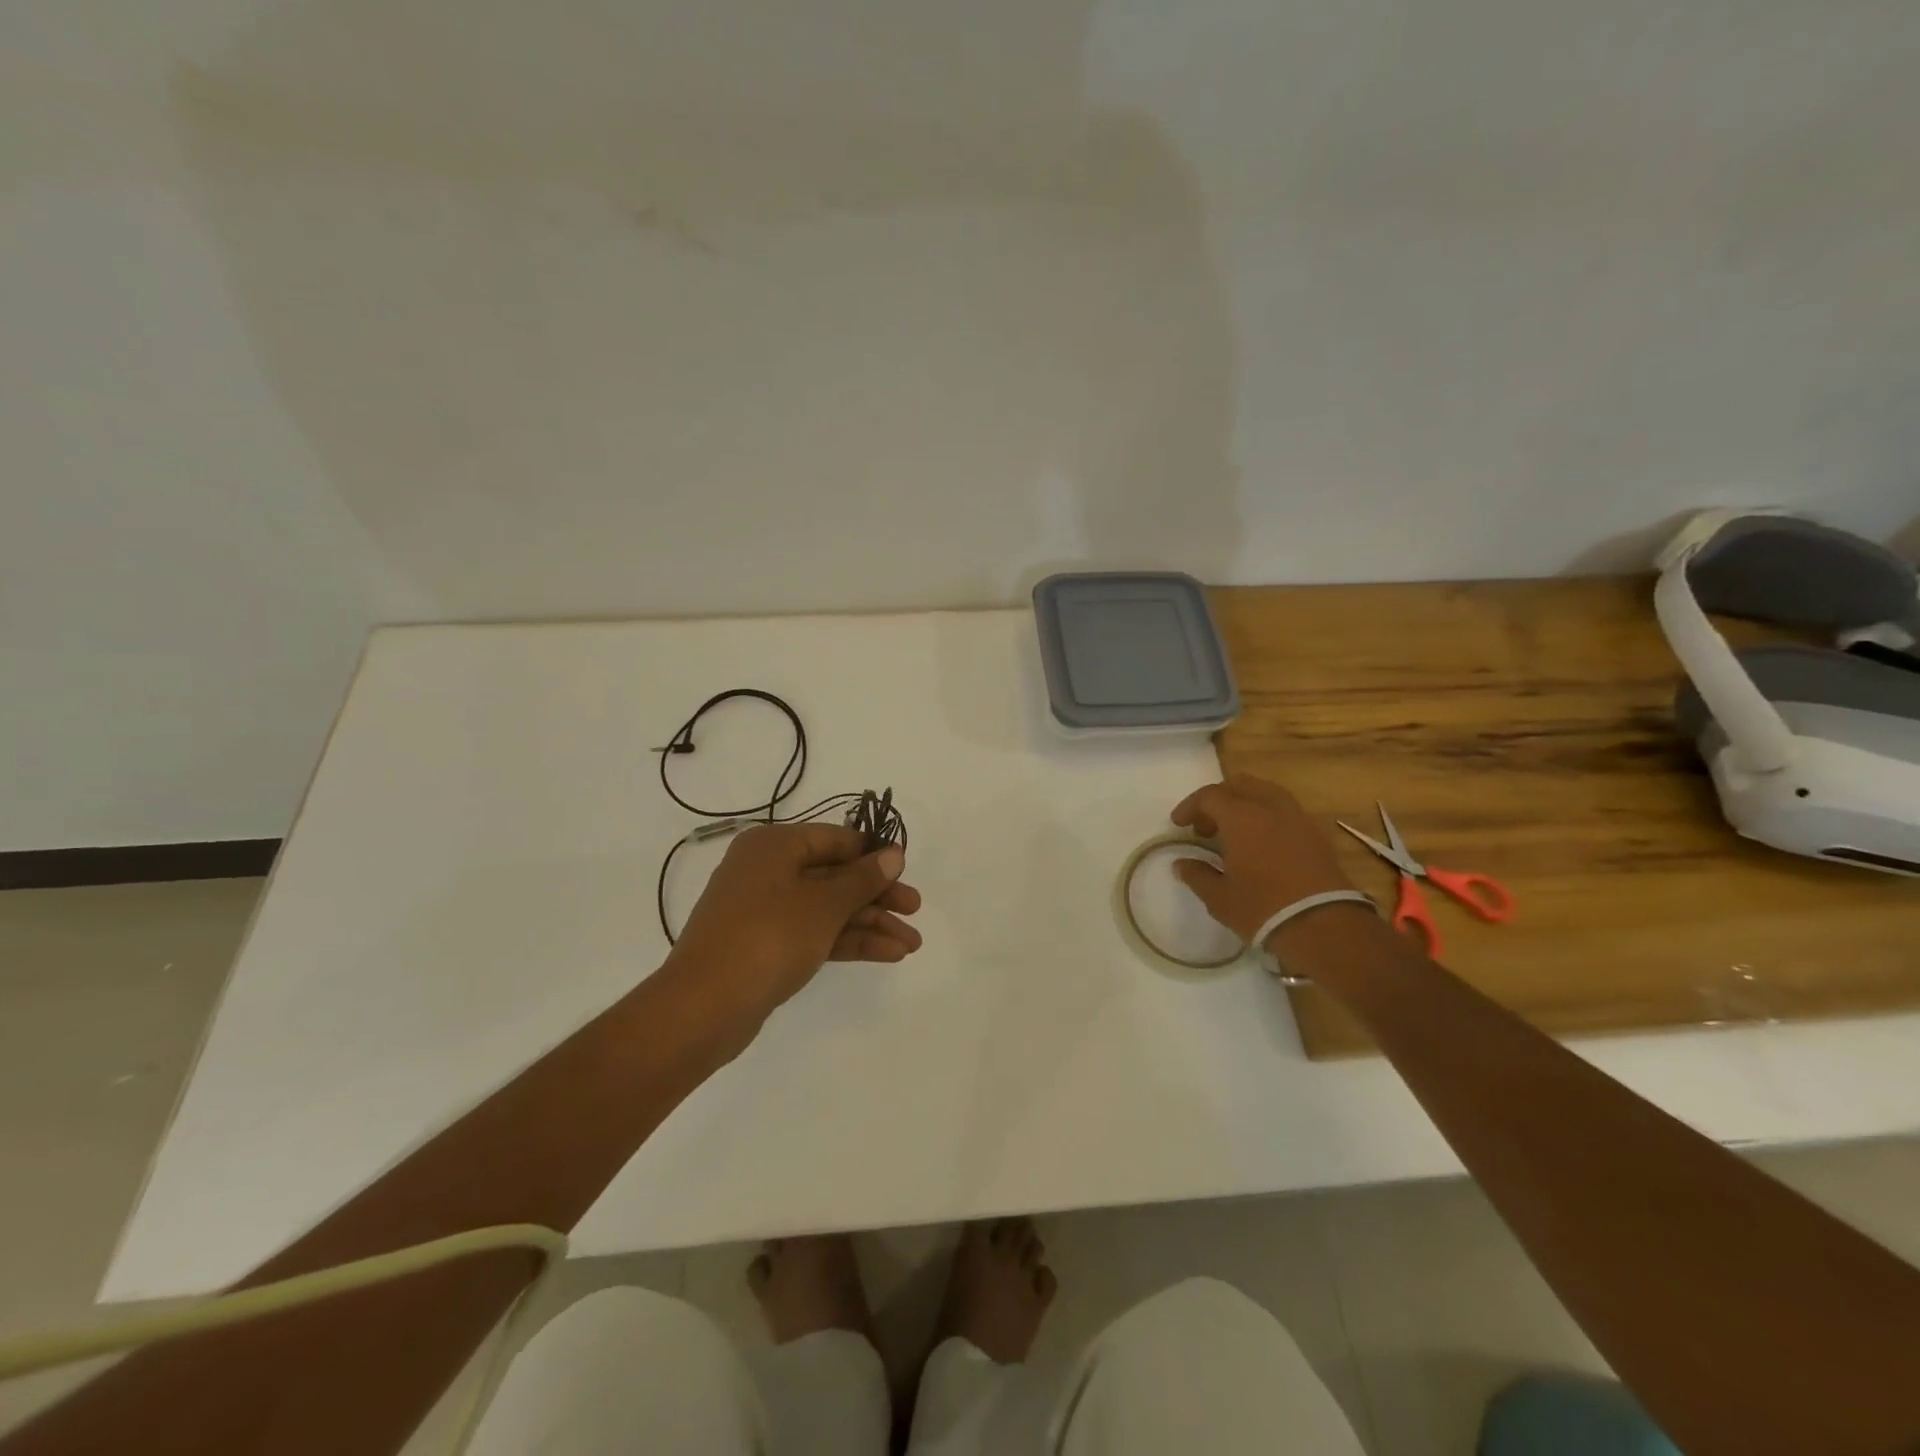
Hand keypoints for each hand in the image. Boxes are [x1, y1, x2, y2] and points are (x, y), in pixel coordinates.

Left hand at [668, 823, 922, 1023]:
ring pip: (828, 909)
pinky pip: (815, 933)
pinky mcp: (767, 946)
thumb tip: (893, 854)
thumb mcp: (823, 905)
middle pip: (834, 875)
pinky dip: (848, 942)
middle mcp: (768, 871)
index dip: (873, 854)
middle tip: (915, 910)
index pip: (835, 839)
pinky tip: (887, 953)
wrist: (703, 1008)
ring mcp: (766, 911)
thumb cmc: (767, 938)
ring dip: (870, 924)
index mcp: (774, 846)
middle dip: (877, 896)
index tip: (906, 872)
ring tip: (911, 944)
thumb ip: (862, 879)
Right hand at [1169, 775, 1357, 943]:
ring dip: (1245, 804)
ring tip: (1235, 832)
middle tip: (1207, 826)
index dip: (1190, 806)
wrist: (1325, 926)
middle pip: (1240, 785)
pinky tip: (1261, 844)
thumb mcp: (1219, 897)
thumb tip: (1181, 863)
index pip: (1209, 796)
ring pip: (1266, 793)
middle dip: (1219, 799)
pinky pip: (1285, 810)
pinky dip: (1267, 816)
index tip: (1179, 824)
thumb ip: (1197, 875)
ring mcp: (1298, 818)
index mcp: (1241, 817)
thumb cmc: (1263, 908)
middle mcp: (1270, 808)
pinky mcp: (1316, 834)